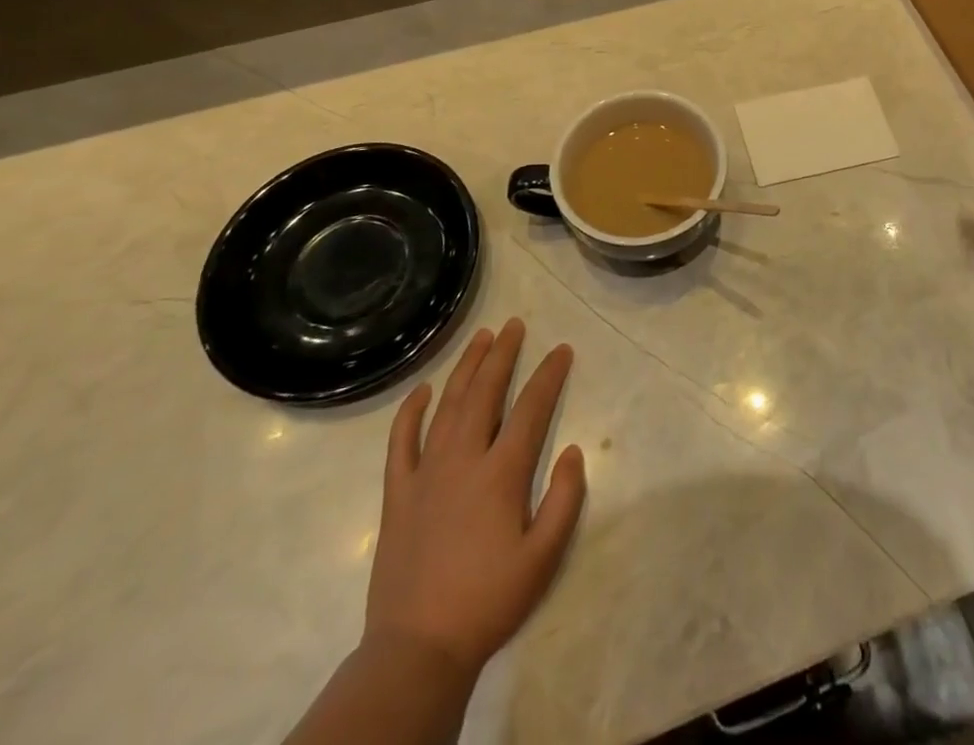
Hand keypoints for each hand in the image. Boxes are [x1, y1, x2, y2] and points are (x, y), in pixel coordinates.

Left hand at [364, 318, 585, 677]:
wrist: (417, 648)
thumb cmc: (488, 601)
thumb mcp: (543, 557)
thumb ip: (565, 500)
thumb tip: (575, 451)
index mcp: (501, 473)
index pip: (531, 408)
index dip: (549, 375)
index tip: (562, 349)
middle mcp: (463, 460)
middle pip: (485, 393)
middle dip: (503, 354)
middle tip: (515, 325)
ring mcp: (426, 473)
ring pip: (447, 406)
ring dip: (466, 368)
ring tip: (481, 338)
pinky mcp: (398, 493)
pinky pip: (401, 441)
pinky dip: (410, 411)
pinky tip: (422, 389)